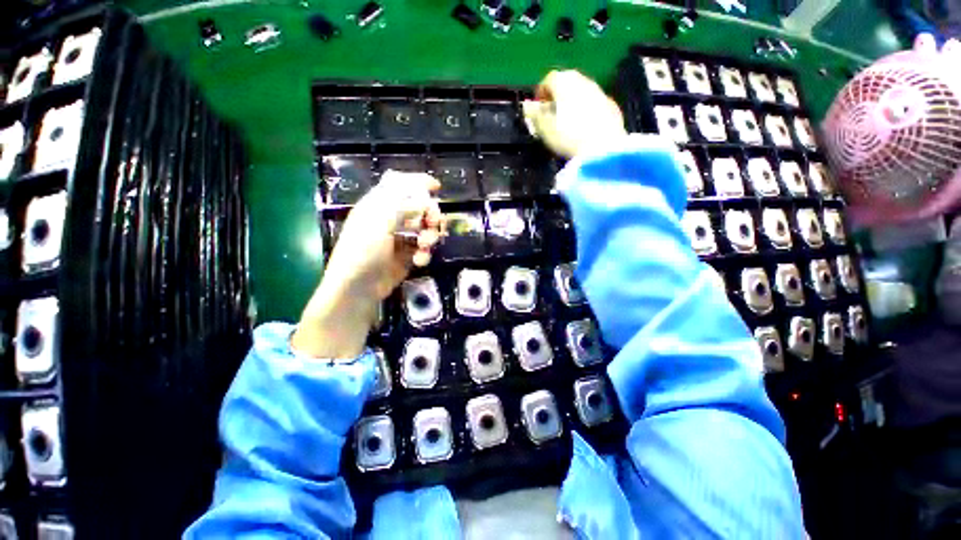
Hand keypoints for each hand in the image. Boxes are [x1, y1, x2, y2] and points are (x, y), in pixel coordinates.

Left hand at [292, 172, 444, 357]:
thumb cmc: (363, 251)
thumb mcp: (379, 221)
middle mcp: (391, 218)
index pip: (400, 184)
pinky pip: (424, 247)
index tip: (436, 187)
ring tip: (425, 246)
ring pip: (425, 227)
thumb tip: (425, 197)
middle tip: (433, 225)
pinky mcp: (408, 255)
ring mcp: (400, 237)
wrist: (358, 288)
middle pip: (419, 207)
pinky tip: (420, 260)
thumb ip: (402, 204)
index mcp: (379, 205)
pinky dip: (426, 252)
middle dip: (431, 214)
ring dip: (430, 235)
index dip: (418, 182)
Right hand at [522, 70, 626, 158]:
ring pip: (582, 91)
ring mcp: (600, 92)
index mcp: (564, 82)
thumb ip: (534, 114)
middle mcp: (583, 80)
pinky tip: (584, 127)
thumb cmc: (567, 135)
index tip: (538, 108)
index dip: (541, 93)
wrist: (602, 147)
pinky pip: (595, 103)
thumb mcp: (544, 128)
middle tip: (552, 114)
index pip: (549, 79)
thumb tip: (527, 106)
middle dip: (558, 96)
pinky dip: (587, 110)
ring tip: (567, 122)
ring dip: (573, 102)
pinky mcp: (612, 106)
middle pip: (567, 82)